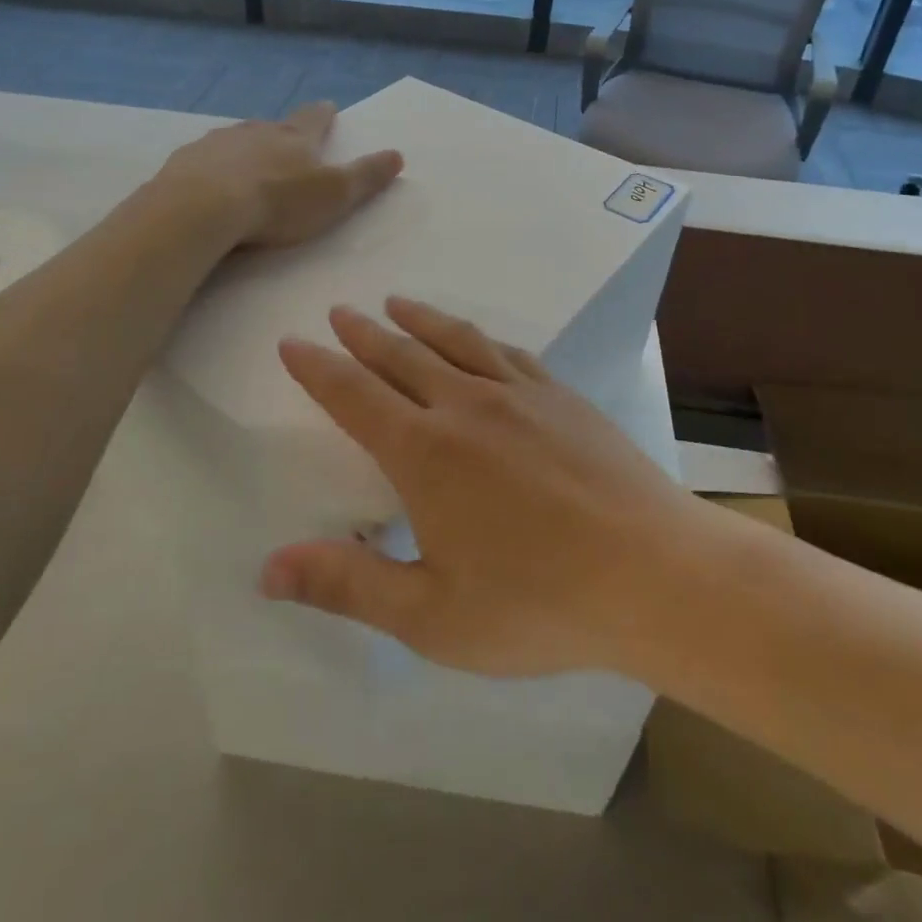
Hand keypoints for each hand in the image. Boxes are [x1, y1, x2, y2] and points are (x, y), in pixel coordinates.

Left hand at [157, 101, 402, 248]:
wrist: (203, 207)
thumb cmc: (278, 202)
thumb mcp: (334, 194)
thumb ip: (366, 176)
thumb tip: (398, 154)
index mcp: (293, 137)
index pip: (315, 119)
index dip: (324, 115)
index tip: (329, 107)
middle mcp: (255, 132)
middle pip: (273, 127)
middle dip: (281, 133)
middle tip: (285, 141)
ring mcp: (216, 144)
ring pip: (235, 141)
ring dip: (244, 150)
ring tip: (246, 164)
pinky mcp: (184, 162)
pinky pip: (203, 161)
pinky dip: (211, 168)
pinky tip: (208, 183)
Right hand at [261, 297, 698, 678]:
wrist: (654, 574)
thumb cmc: (538, 603)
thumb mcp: (431, 616)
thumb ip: (348, 586)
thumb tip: (267, 568)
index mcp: (424, 452)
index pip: (353, 396)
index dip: (318, 368)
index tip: (294, 342)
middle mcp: (465, 406)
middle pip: (400, 356)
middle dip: (362, 334)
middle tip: (339, 312)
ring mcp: (519, 394)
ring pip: (454, 340)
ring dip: (418, 319)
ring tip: (396, 304)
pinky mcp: (562, 396)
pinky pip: (508, 352)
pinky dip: (478, 337)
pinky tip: (477, 339)